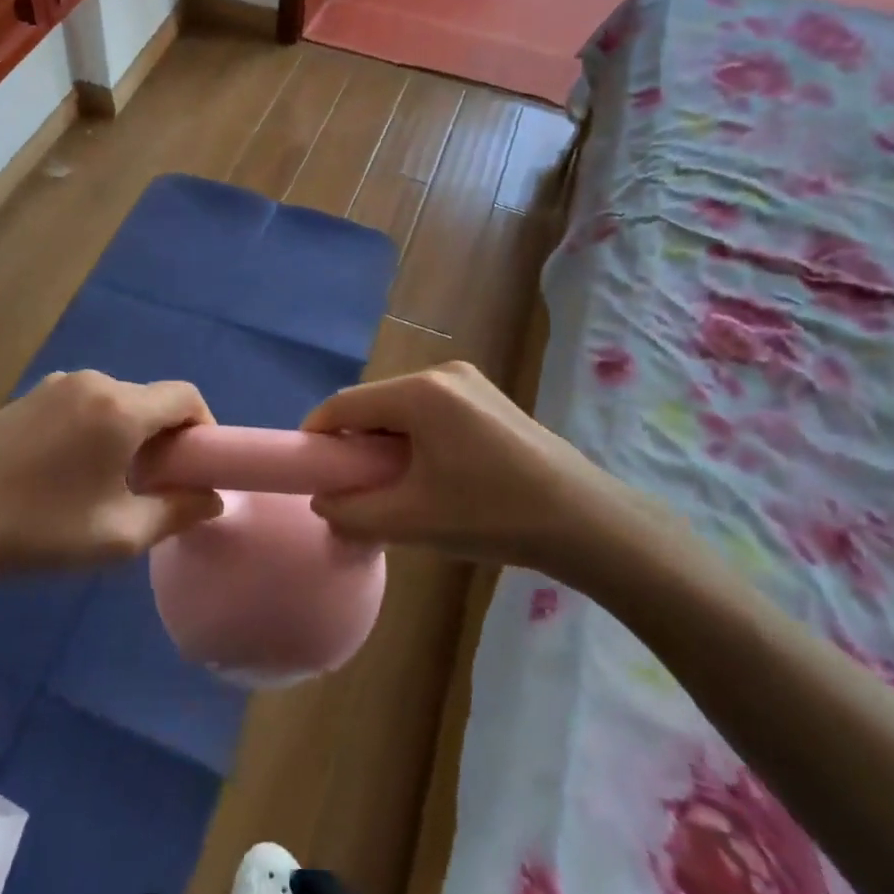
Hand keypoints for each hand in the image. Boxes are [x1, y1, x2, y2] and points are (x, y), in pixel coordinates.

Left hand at [0, 370, 222, 583]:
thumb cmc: (41, 529)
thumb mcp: (119, 535)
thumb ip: (177, 512)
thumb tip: (213, 499)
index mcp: (120, 408)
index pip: (186, 396)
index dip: (204, 426)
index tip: (197, 467)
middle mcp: (93, 382)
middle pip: (150, 399)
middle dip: (164, 436)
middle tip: (156, 483)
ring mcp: (56, 383)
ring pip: (115, 401)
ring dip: (128, 432)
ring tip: (111, 480)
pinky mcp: (29, 395)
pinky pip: (82, 403)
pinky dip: (96, 426)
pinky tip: (70, 469)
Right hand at [302, 361, 673, 591]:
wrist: (585, 521)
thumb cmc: (492, 514)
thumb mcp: (412, 520)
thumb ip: (353, 512)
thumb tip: (322, 503)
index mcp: (420, 393)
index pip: (346, 404)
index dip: (319, 434)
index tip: (308, 469)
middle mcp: (442, 372)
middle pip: (375, 403)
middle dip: (355, 441)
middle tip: (351, 485)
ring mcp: (469, 381)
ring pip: (404, 407)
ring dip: (387, 441)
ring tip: (392, 485)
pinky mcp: (489, 397)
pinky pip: (432, 409)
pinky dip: (416, 436)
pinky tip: (429, 473)